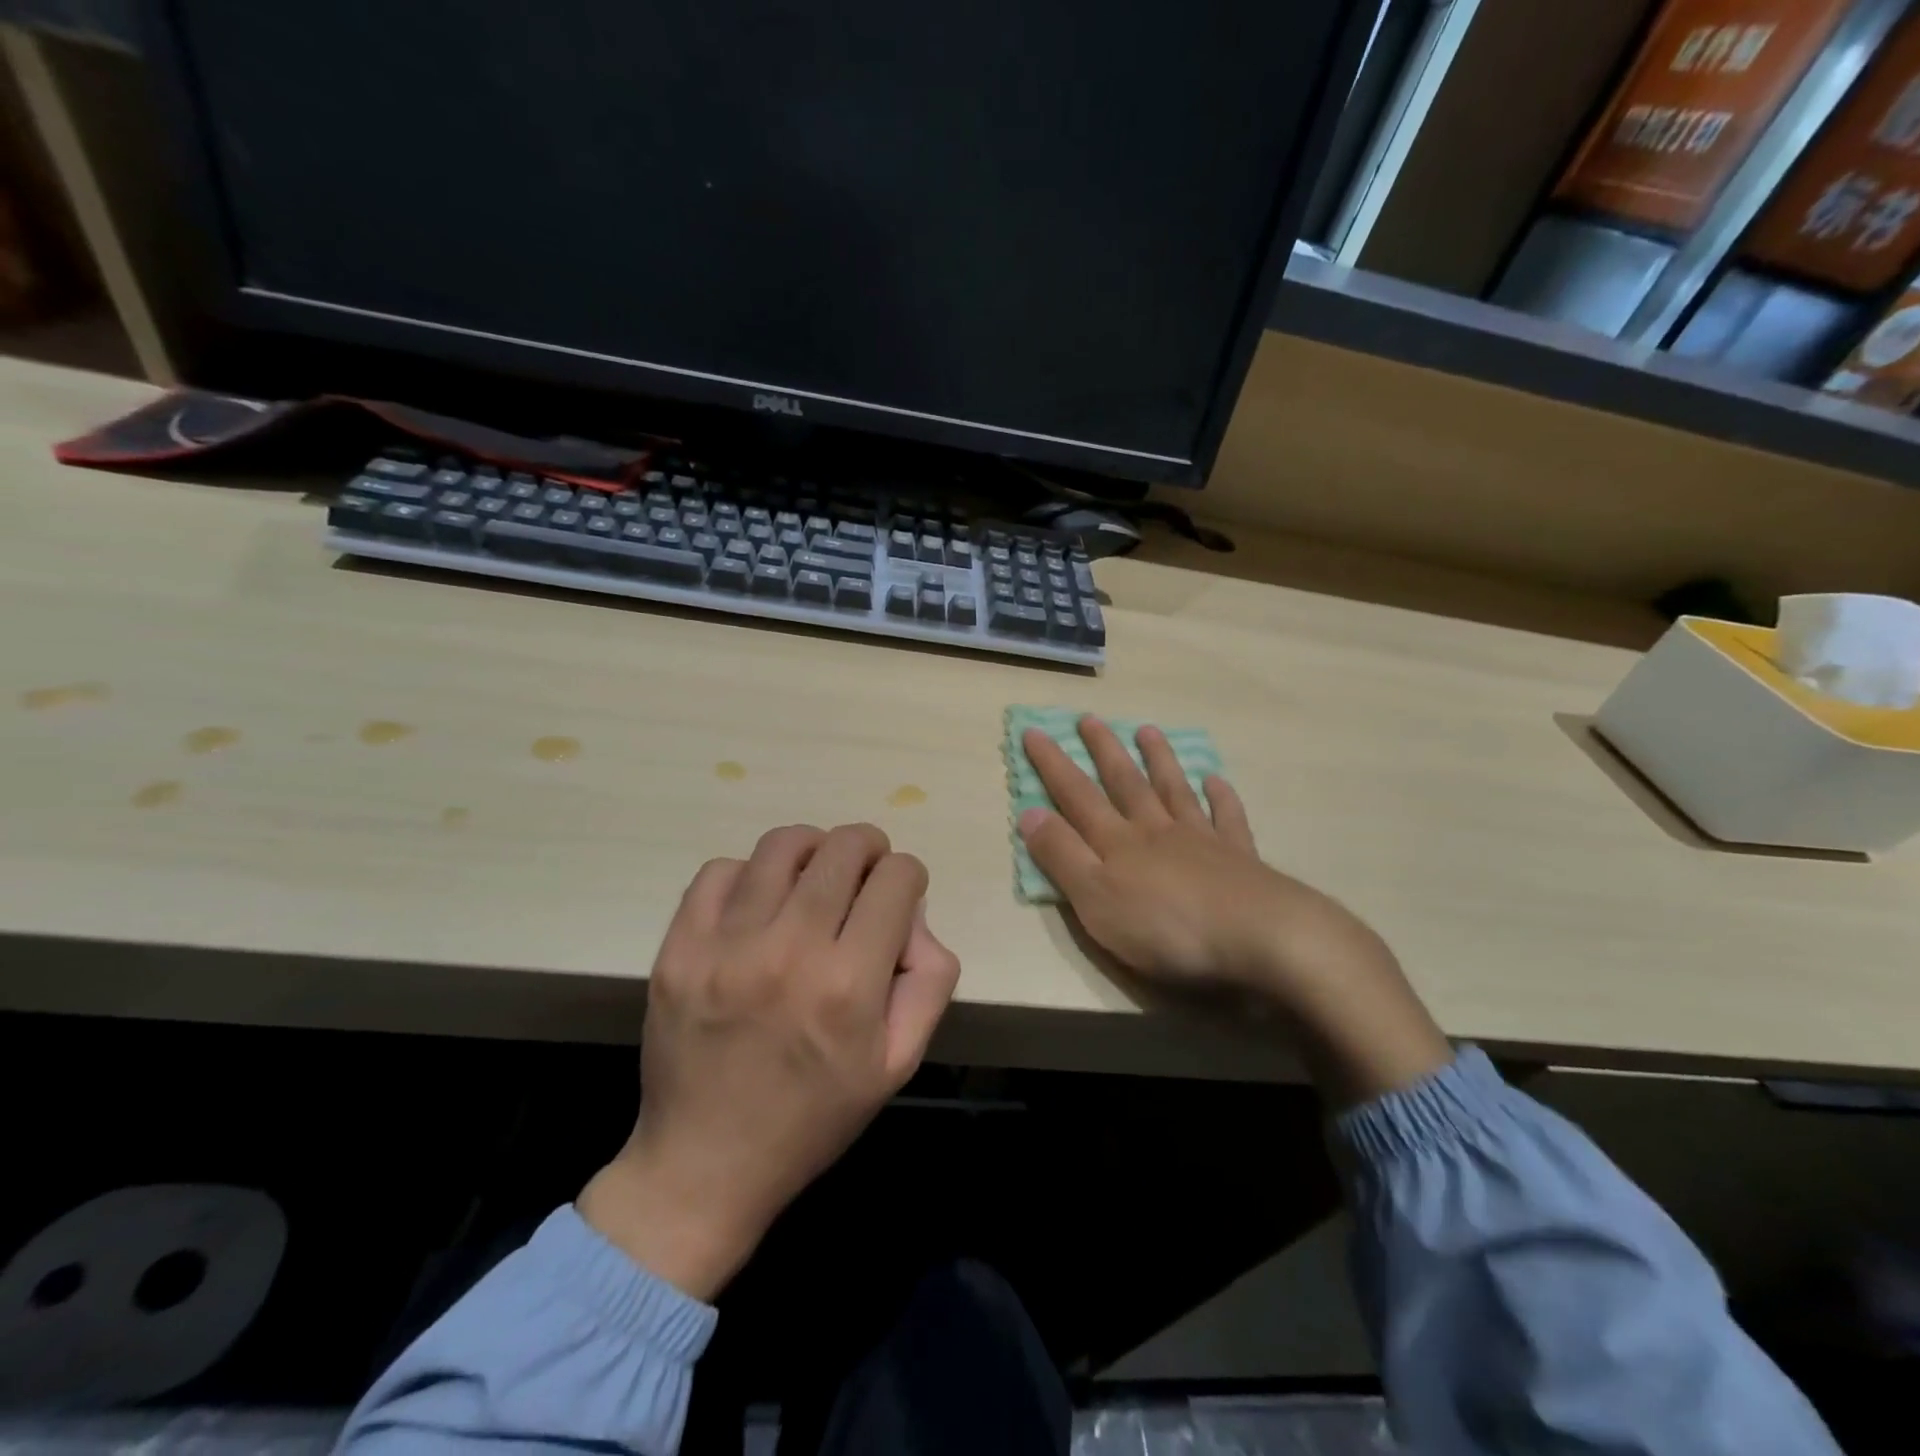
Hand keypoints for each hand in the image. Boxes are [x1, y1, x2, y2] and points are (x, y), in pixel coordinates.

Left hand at [578, 824, 960, 1299]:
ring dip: (813, 850)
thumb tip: (912, 913)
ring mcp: (725, 945)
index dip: (908, 877)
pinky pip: (720, 870)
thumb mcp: (899, 1061)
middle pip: (844, 846)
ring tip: (813, 877)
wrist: (705, 1164)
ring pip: (784, 844)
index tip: (898, 897)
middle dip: (869, 849)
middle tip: (865, 875)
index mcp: (849, 984)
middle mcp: (789, 950)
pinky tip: (758, 905)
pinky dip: (749, 874)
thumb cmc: (815, 1115)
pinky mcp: (679, 948)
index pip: (897, 877)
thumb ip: (929, 978)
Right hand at [1018, 717, 1448, 1104]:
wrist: (1260, 938)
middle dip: (1103, 750)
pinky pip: (1227, 819)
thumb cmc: (1167, 928)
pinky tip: (1217, 780)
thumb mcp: (1096, 901)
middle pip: (1125, 782)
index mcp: (1118, 843)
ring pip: (1174, 790)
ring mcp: (1201, 840)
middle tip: (1090, 718)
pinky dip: (1221, 797)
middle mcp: (1156, 830)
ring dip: (1159, 760)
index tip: (1033, 731)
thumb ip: (1062, 857)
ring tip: (1148, 731)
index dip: (1052, 765)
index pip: (1076, 795)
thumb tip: (1027, 813)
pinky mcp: (1239, 858)